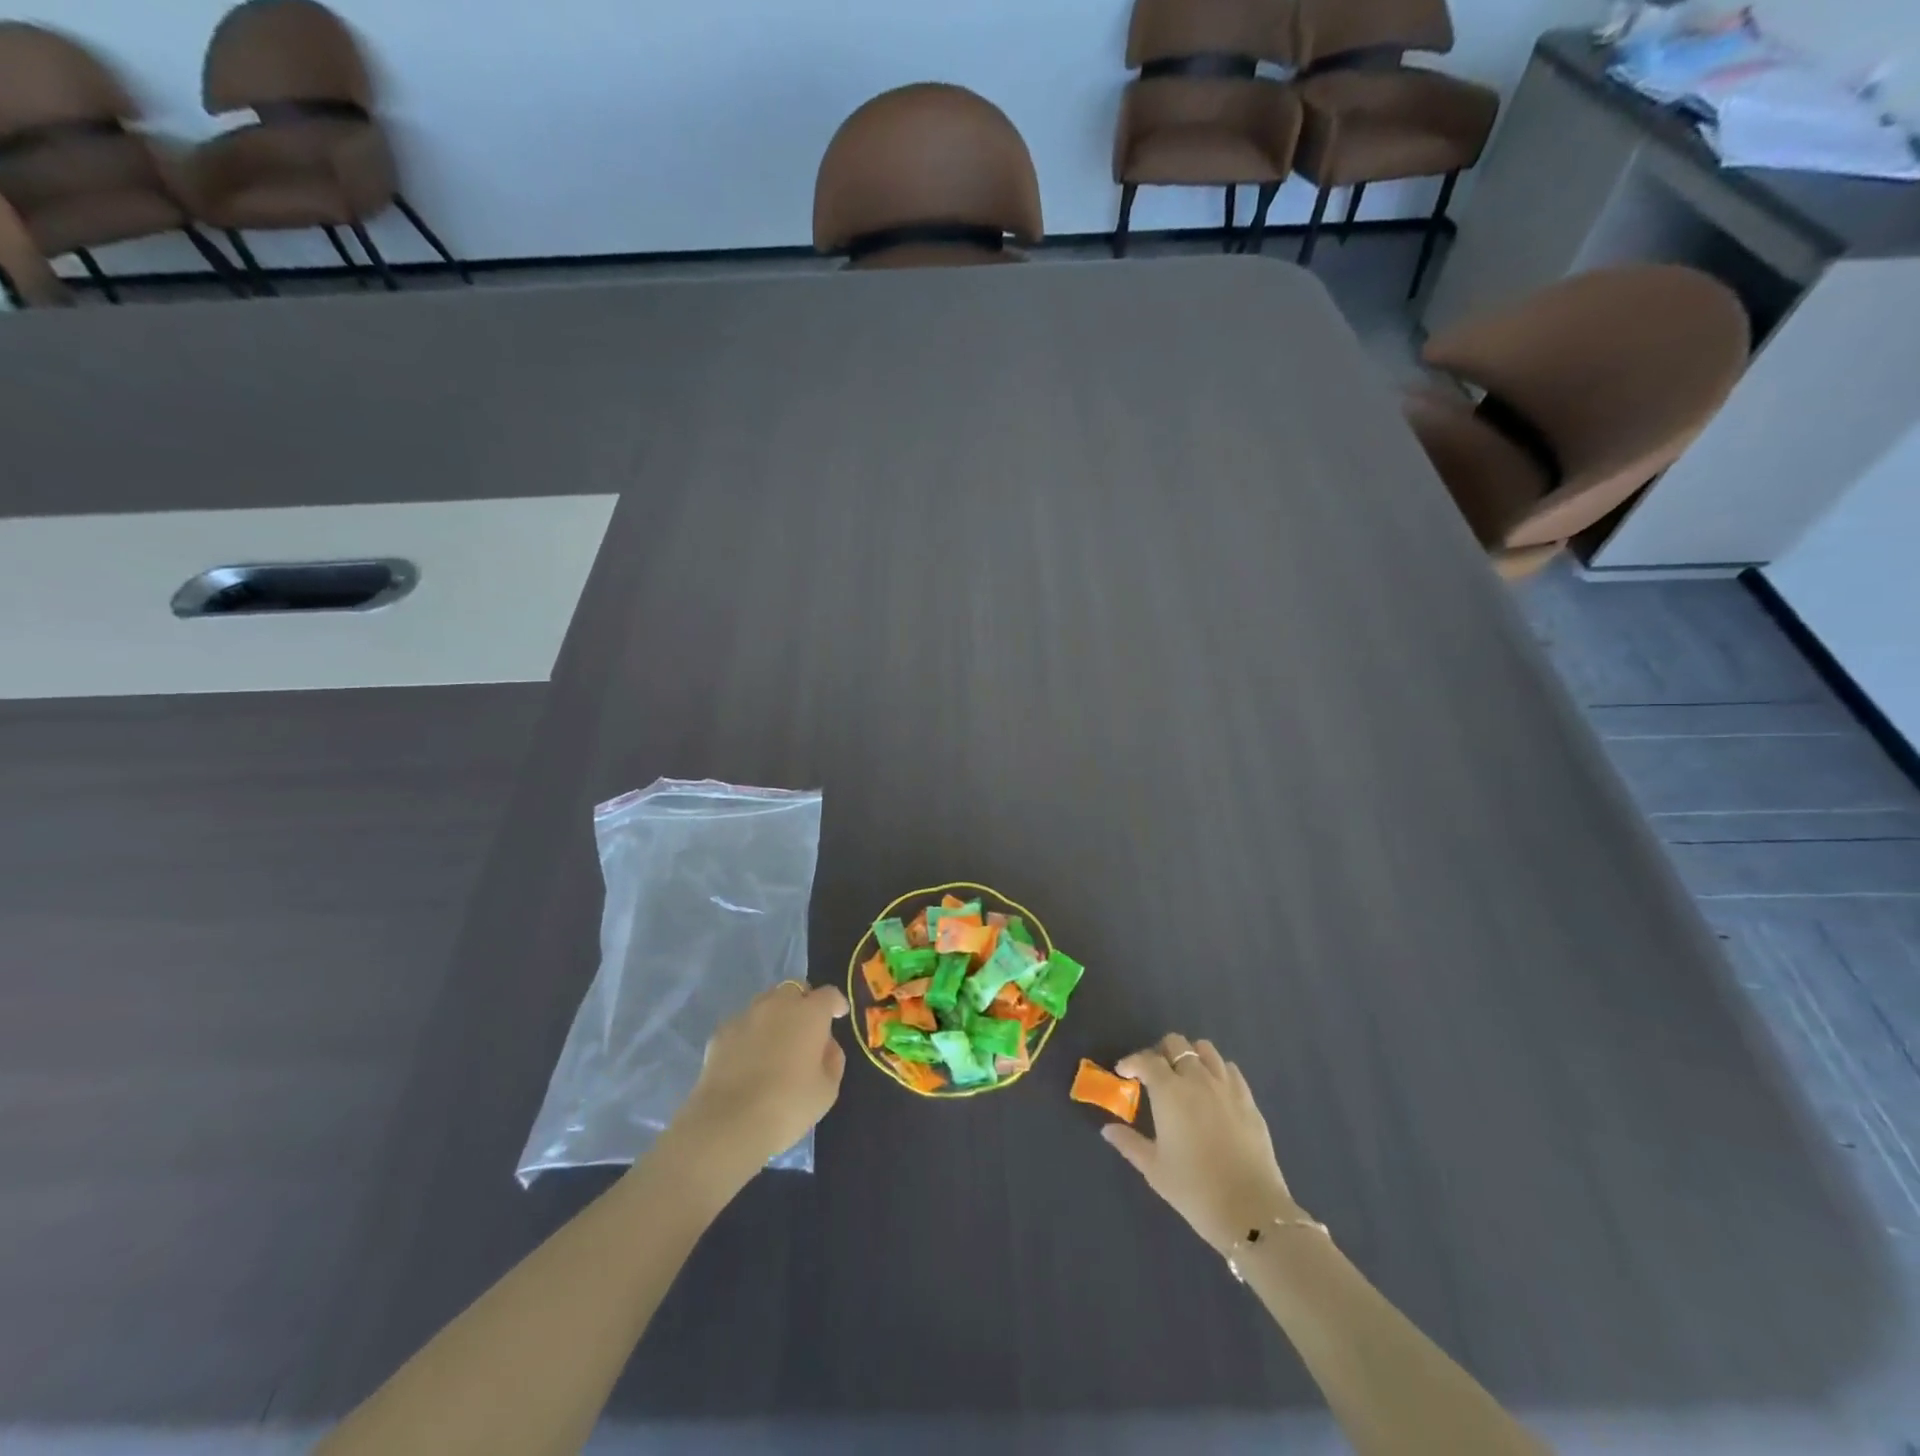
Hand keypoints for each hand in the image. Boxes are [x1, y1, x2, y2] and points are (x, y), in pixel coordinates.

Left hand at [671, 981, 848, 1185]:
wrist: (729, 1123)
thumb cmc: (789, 1105)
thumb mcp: (827, 1090)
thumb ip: (832, 1060)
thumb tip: (826, 1045)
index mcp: (810, 1013)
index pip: (829, 994)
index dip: (836, 1003)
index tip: (839, 1014)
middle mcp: (778, 1005)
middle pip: (794, 990)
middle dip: (803, 1003)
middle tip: (806, 1027)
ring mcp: (745, 1016)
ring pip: (765, 1003)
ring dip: (775, 1015)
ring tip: (776, 1042)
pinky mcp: (720, 1034)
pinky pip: (742, 1025)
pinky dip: (750, 1034)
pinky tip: (748, 1059)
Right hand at [1103, 1034, 1303, 1254]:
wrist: (1251, 1211)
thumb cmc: (1194, 1189)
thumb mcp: (1154, 1169)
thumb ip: (1129, 1142)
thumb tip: (1107, 1129)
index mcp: (1169, 1091)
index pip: (1146, 1059)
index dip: (1131, 1062)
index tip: (1123, 1073)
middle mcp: (1197, 1079)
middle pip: (1176, 1044)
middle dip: (1160, 1053)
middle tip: (1154, 1075)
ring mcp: (1226, 1086)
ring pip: (1205, 1049)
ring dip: (1190, 1056)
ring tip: (1185, 1077)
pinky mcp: (1249, 1099)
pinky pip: (1230, 1069)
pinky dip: (1217, 1070)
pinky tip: (1213, 1090)